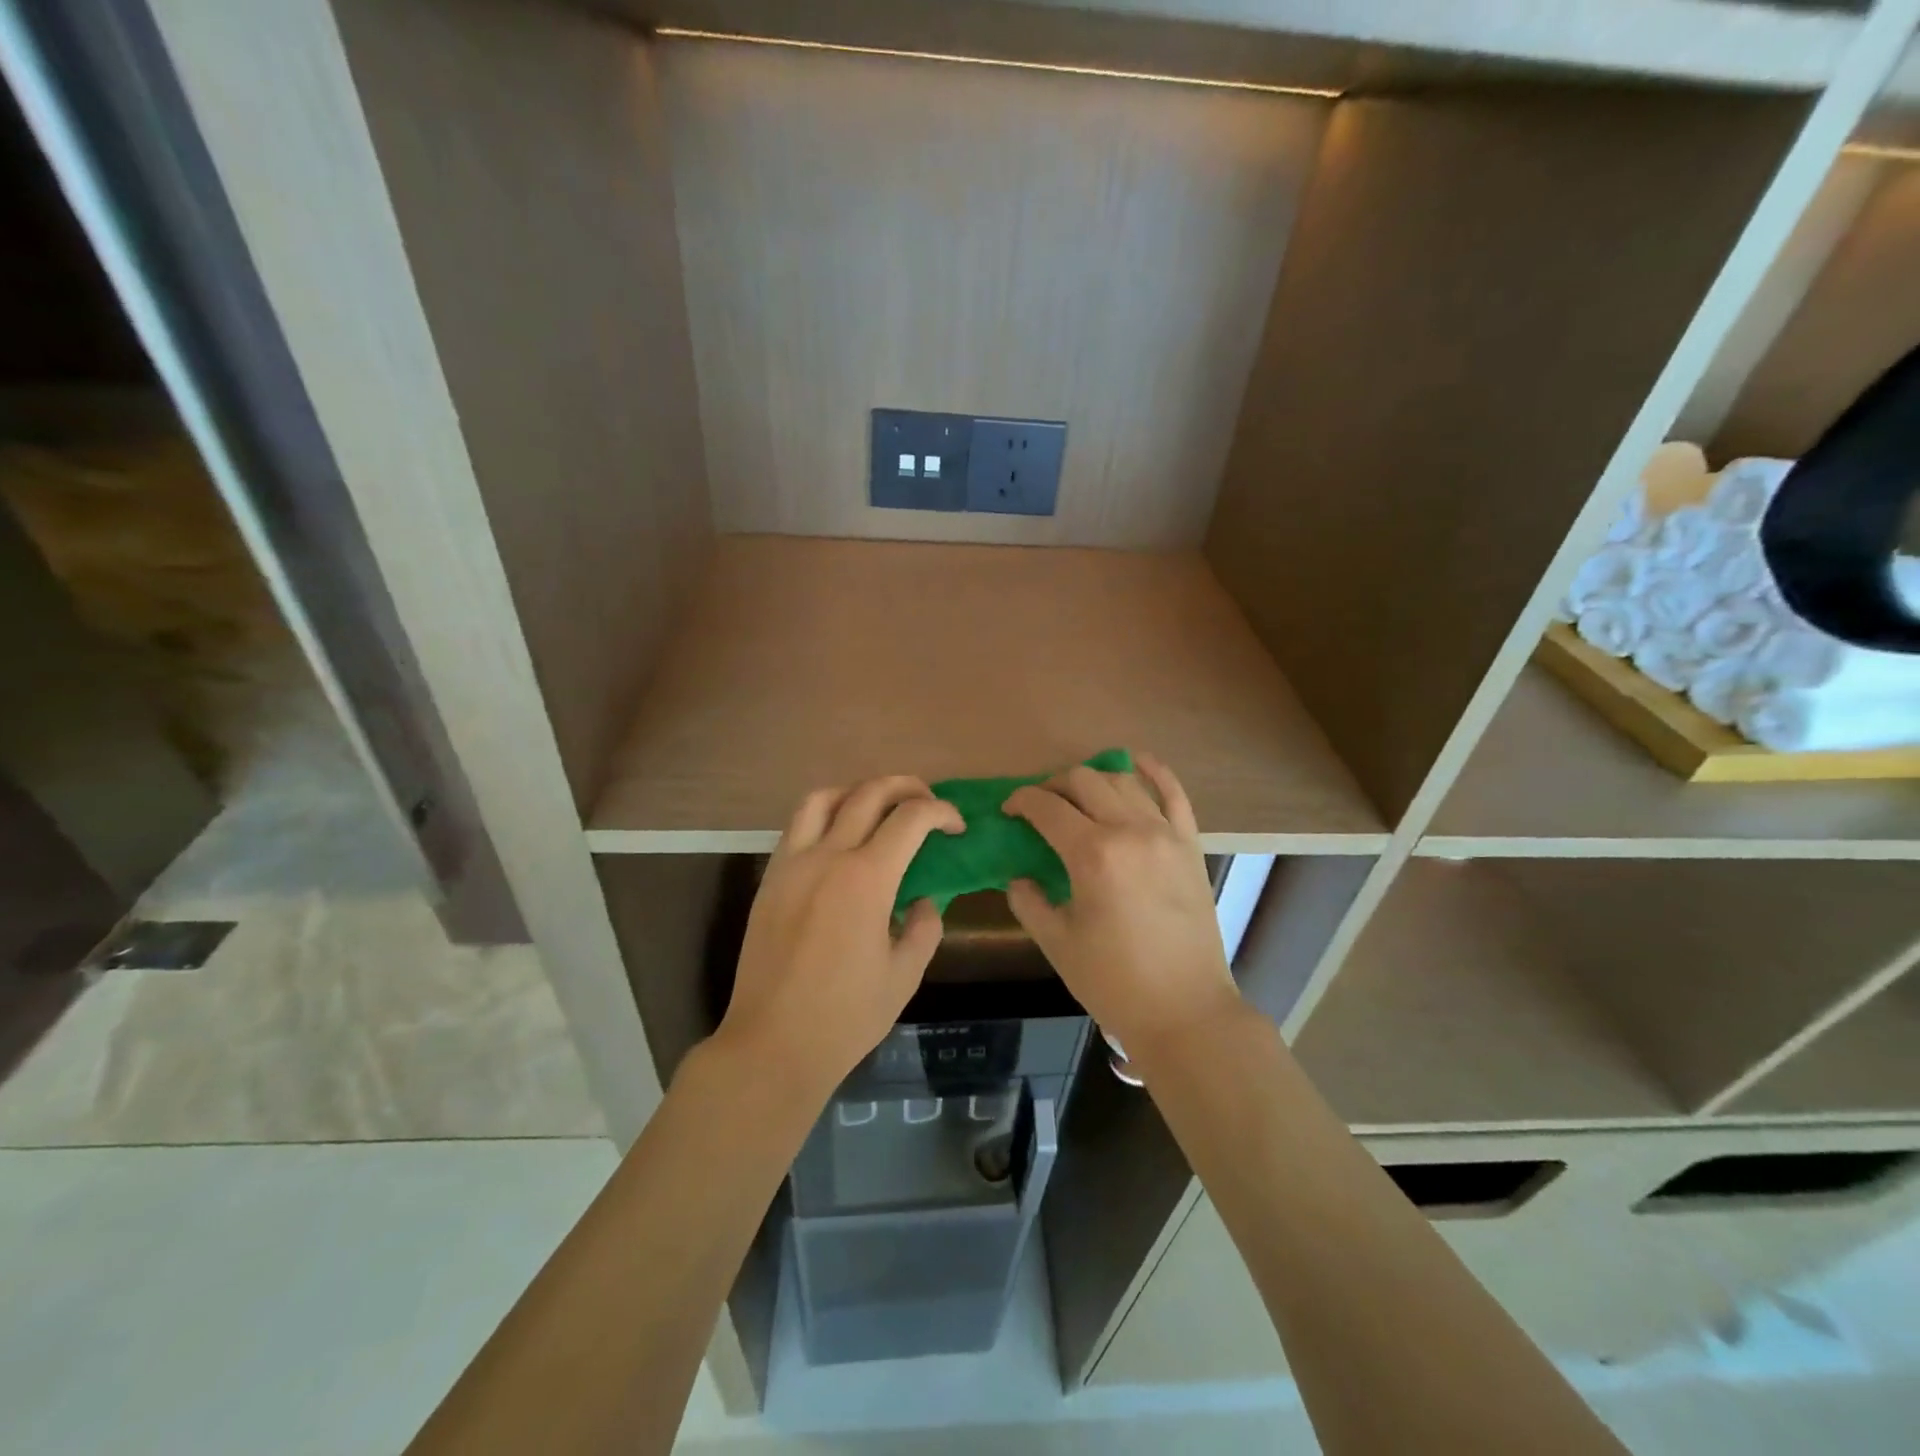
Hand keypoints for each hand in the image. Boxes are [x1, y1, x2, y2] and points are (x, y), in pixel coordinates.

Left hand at [716, 776, 963, 1097]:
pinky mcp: (769, 878)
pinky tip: (840, 839)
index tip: (957, 826)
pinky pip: (797, 826)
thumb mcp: (904, 976)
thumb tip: (923, 900)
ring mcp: (791, 864)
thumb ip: (923, 927)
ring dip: (858, 791)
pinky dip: (825, 815)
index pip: (911, 818)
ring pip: (823, 798)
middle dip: (907, 787)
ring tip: (879, 809)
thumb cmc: (845, 1017)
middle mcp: (827, 857)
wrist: (772, 1044)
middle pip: (869, 793)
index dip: (941, 812)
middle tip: (928, 803)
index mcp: (866, 879)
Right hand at [1004, 753, 1242, 1069]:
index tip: (1009, 810)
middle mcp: (1130, 831)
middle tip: (1039, 807)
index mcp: (1093, 855)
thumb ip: (1028, 900)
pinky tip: (1137, 761)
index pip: (1047, 807)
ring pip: (1123, 780)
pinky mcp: (1190, 844)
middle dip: (1053, 785)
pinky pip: (1174, 794)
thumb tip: (1018, 874)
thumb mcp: (1057, 942)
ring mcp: (1166, 834)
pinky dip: (1154, 771)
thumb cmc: (1113, 981)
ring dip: (1093, 779)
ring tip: (1077, 796)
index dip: (1021, 801)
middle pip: (1083, 781)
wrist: (1185, 1010)